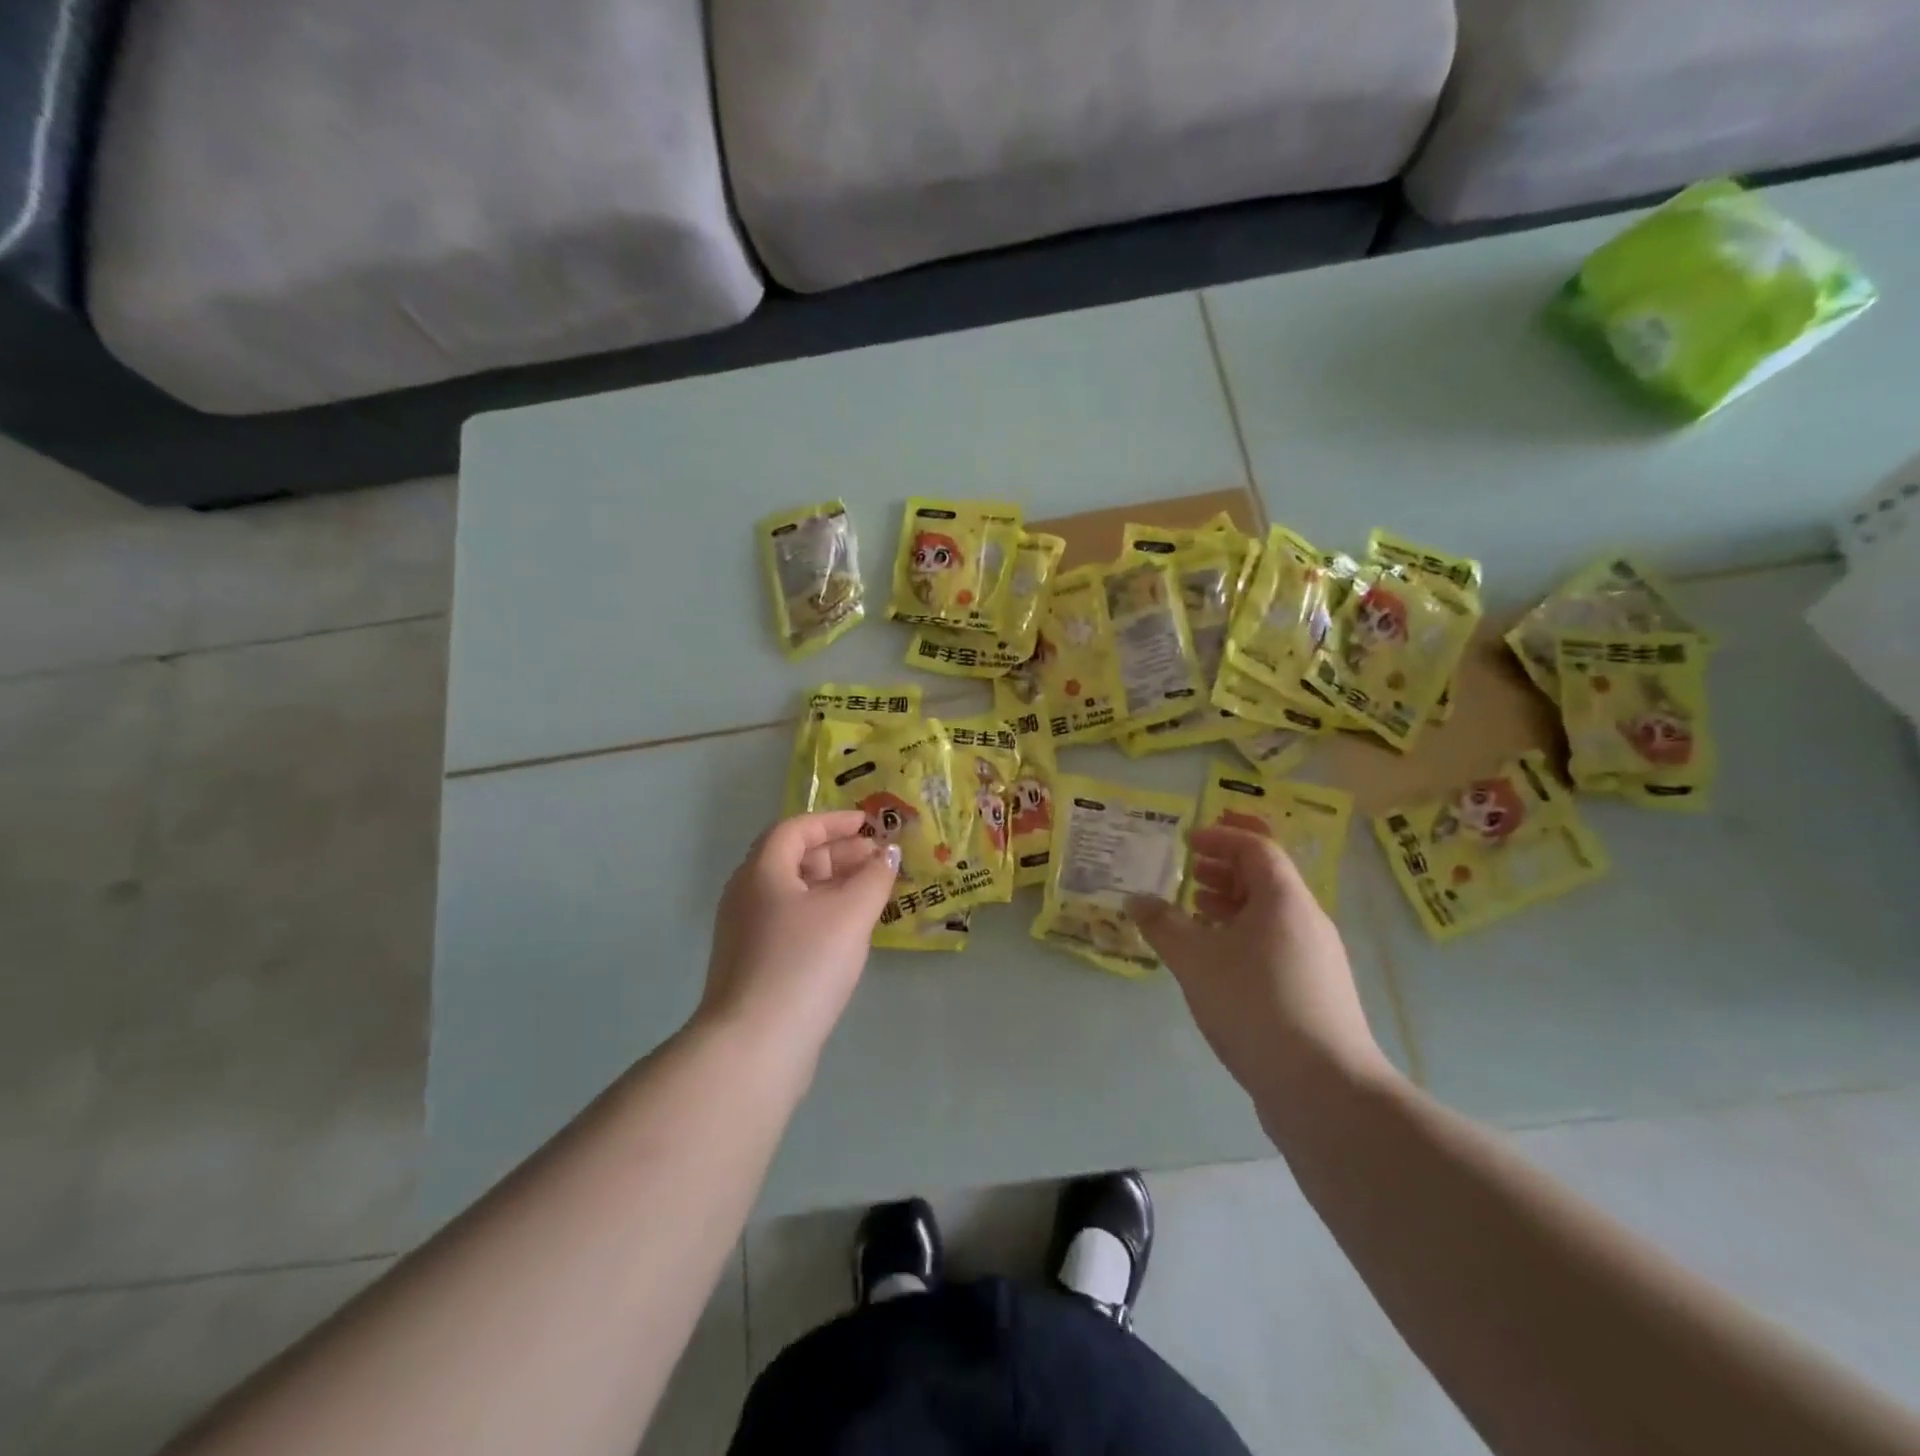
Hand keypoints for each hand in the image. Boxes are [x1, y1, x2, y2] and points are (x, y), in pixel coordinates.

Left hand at [698, 811, 900, 1065]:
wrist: (755, 1045)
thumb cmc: (804, 963)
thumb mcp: (850, 913)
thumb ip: (875, 876)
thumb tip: (889, 852)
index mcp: (762, 871)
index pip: (796, 829)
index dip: (833, 821)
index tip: (867, 825)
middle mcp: (747, 895)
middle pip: (793, 858)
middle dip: (838, 852)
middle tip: (877, 859)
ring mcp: (746, 932)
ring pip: (794, 892)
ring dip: (833, 884)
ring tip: (871, 892)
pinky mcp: (754, 964)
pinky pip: (791, 920)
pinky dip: (822, 912)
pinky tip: (848, 930)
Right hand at [1129, 827, 1390, 1101]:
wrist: (1324, 1088)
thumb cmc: (1255, 1005)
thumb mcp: (1195, 960)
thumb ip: (1162, 924)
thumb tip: (1135, 899)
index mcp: (1285, 900)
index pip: (1257, 847)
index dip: (1221, 837)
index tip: (1188, 840)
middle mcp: (1307, 920)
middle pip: (1267, 877)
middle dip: (1225, 868)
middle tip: (1188, 872)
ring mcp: (1316, 957)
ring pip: (1271, 913)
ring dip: (1232, 903)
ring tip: (1196, 911)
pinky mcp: (1315, 990)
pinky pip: (1276, 942)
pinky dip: (1244, 934)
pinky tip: (1217, 958)